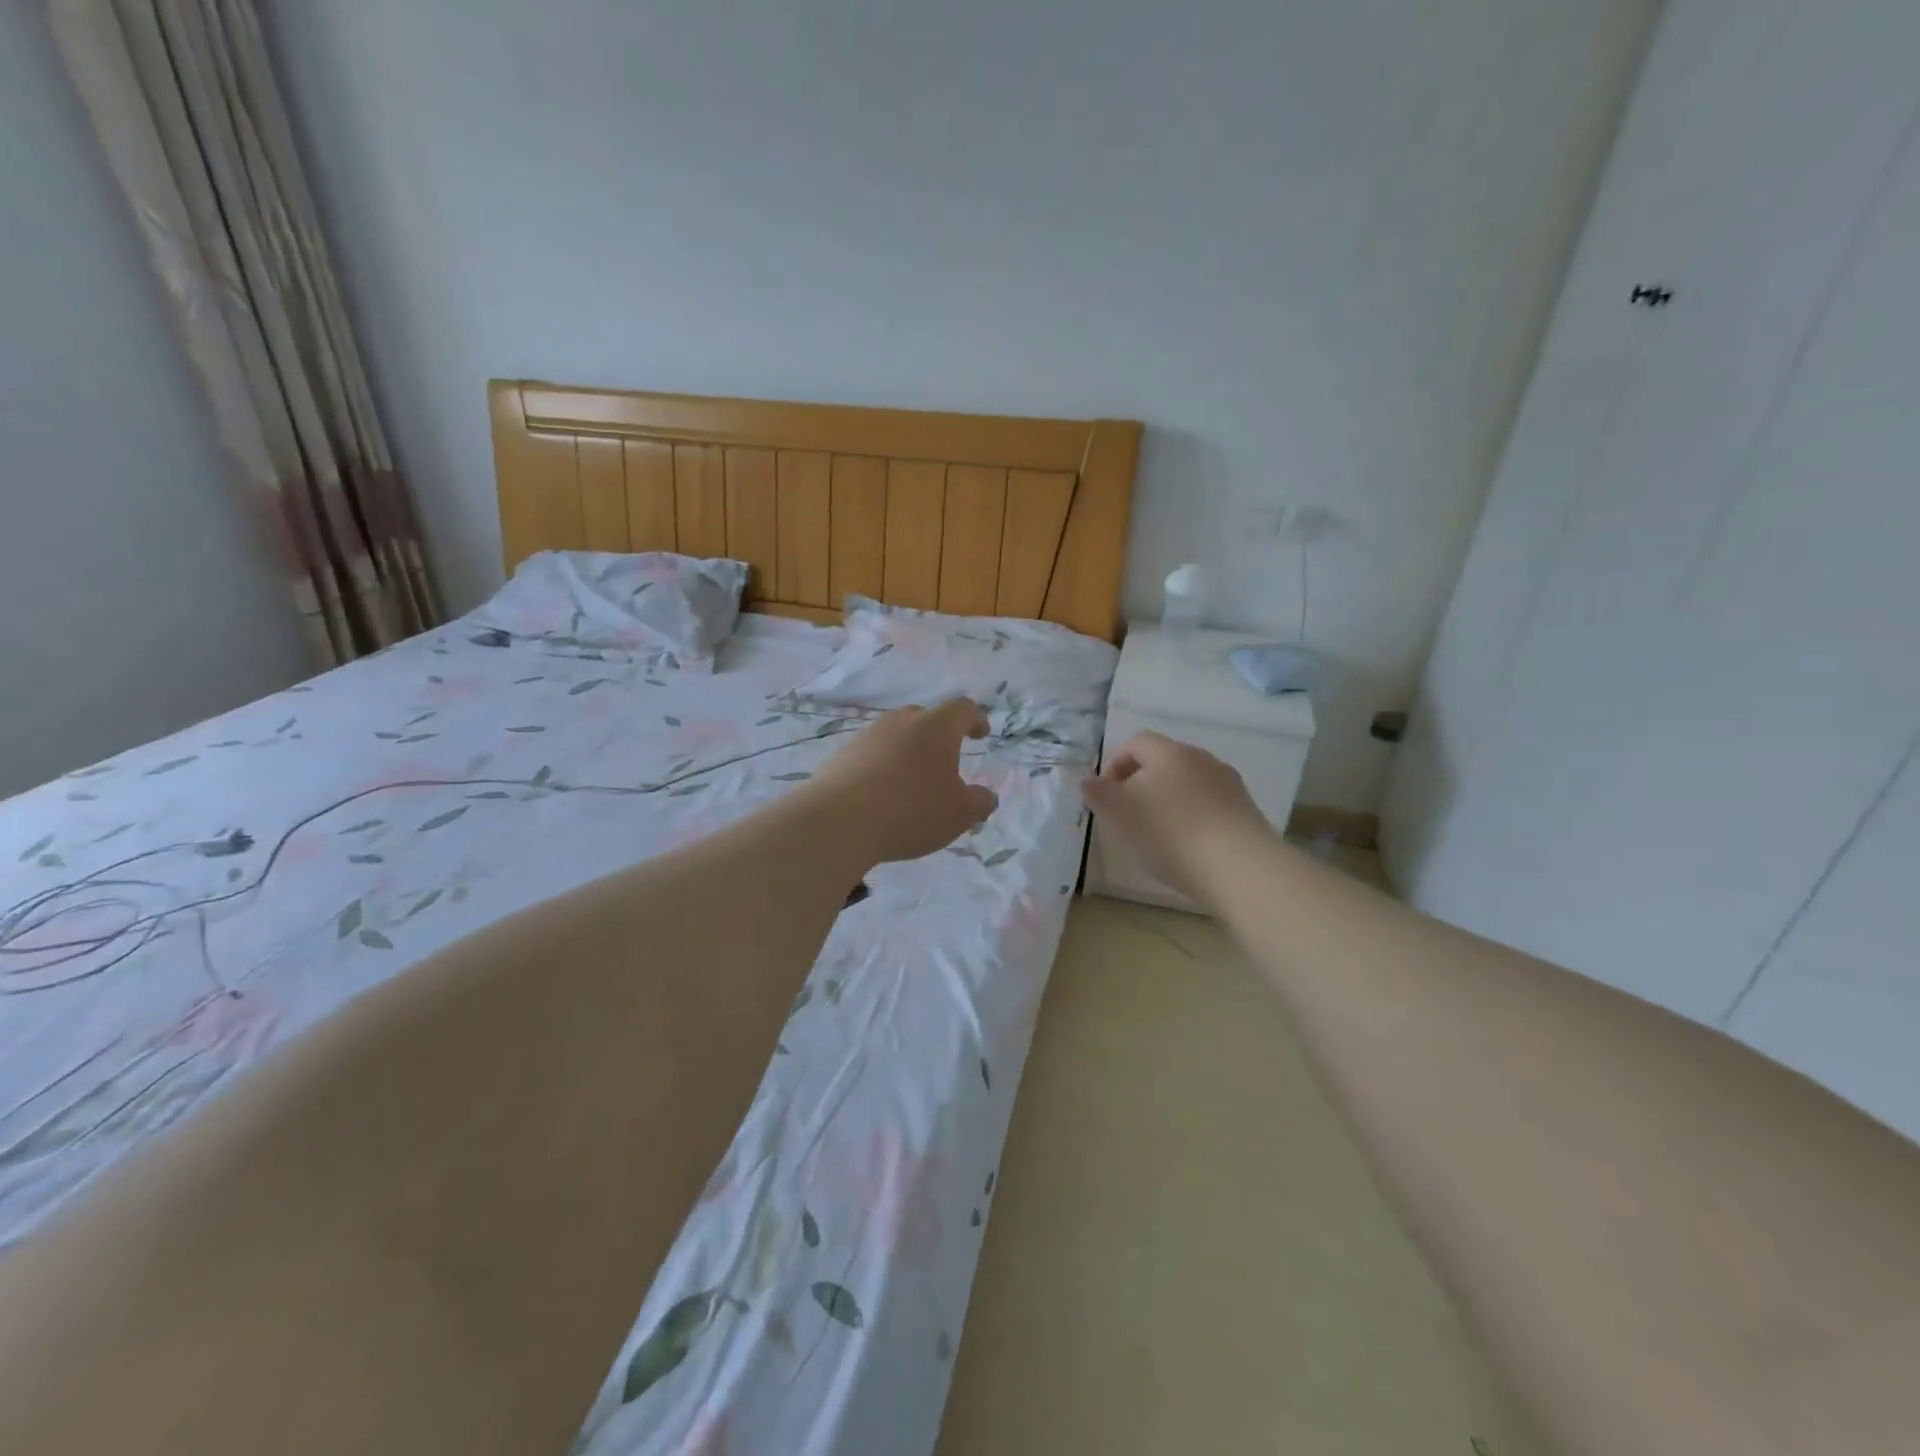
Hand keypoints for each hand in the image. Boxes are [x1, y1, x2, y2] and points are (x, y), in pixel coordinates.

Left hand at [810, 699, 997, 864]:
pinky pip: (872, 753)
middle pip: (926, 717)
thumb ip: (978, 803)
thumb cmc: (911, 811)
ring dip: (908, 751)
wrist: (839, 821)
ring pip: (896, 735)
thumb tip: (986, 797)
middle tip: (945, 759)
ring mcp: (867, 735)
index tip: (980, 734)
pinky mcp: (842, 754)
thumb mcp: (958, 814)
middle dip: (939, 735)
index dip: (975, 719)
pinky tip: (882, 793)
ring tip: (912, 780)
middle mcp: (901, 721)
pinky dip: (883, 766)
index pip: (962, 709)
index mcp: (936, 727)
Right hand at [1081, 732, 1273, 900]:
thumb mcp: (1120, 812)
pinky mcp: (1245, 810)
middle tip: (1128, 816)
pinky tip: (1189, 846)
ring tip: (1158, 835)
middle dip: (1142, 784)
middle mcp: (1201, 759)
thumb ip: (1098, 793)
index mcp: (1169, 752)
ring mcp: (1228, 784)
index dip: (1115, 765)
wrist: (1238, 866)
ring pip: (1188, 784)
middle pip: (1164, 762)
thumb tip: (1087, 781)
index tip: (1106, 796)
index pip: (1135, 743)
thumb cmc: (1169, 832)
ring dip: (1169, 801)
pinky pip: (1210, 805)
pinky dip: (1193, 818)